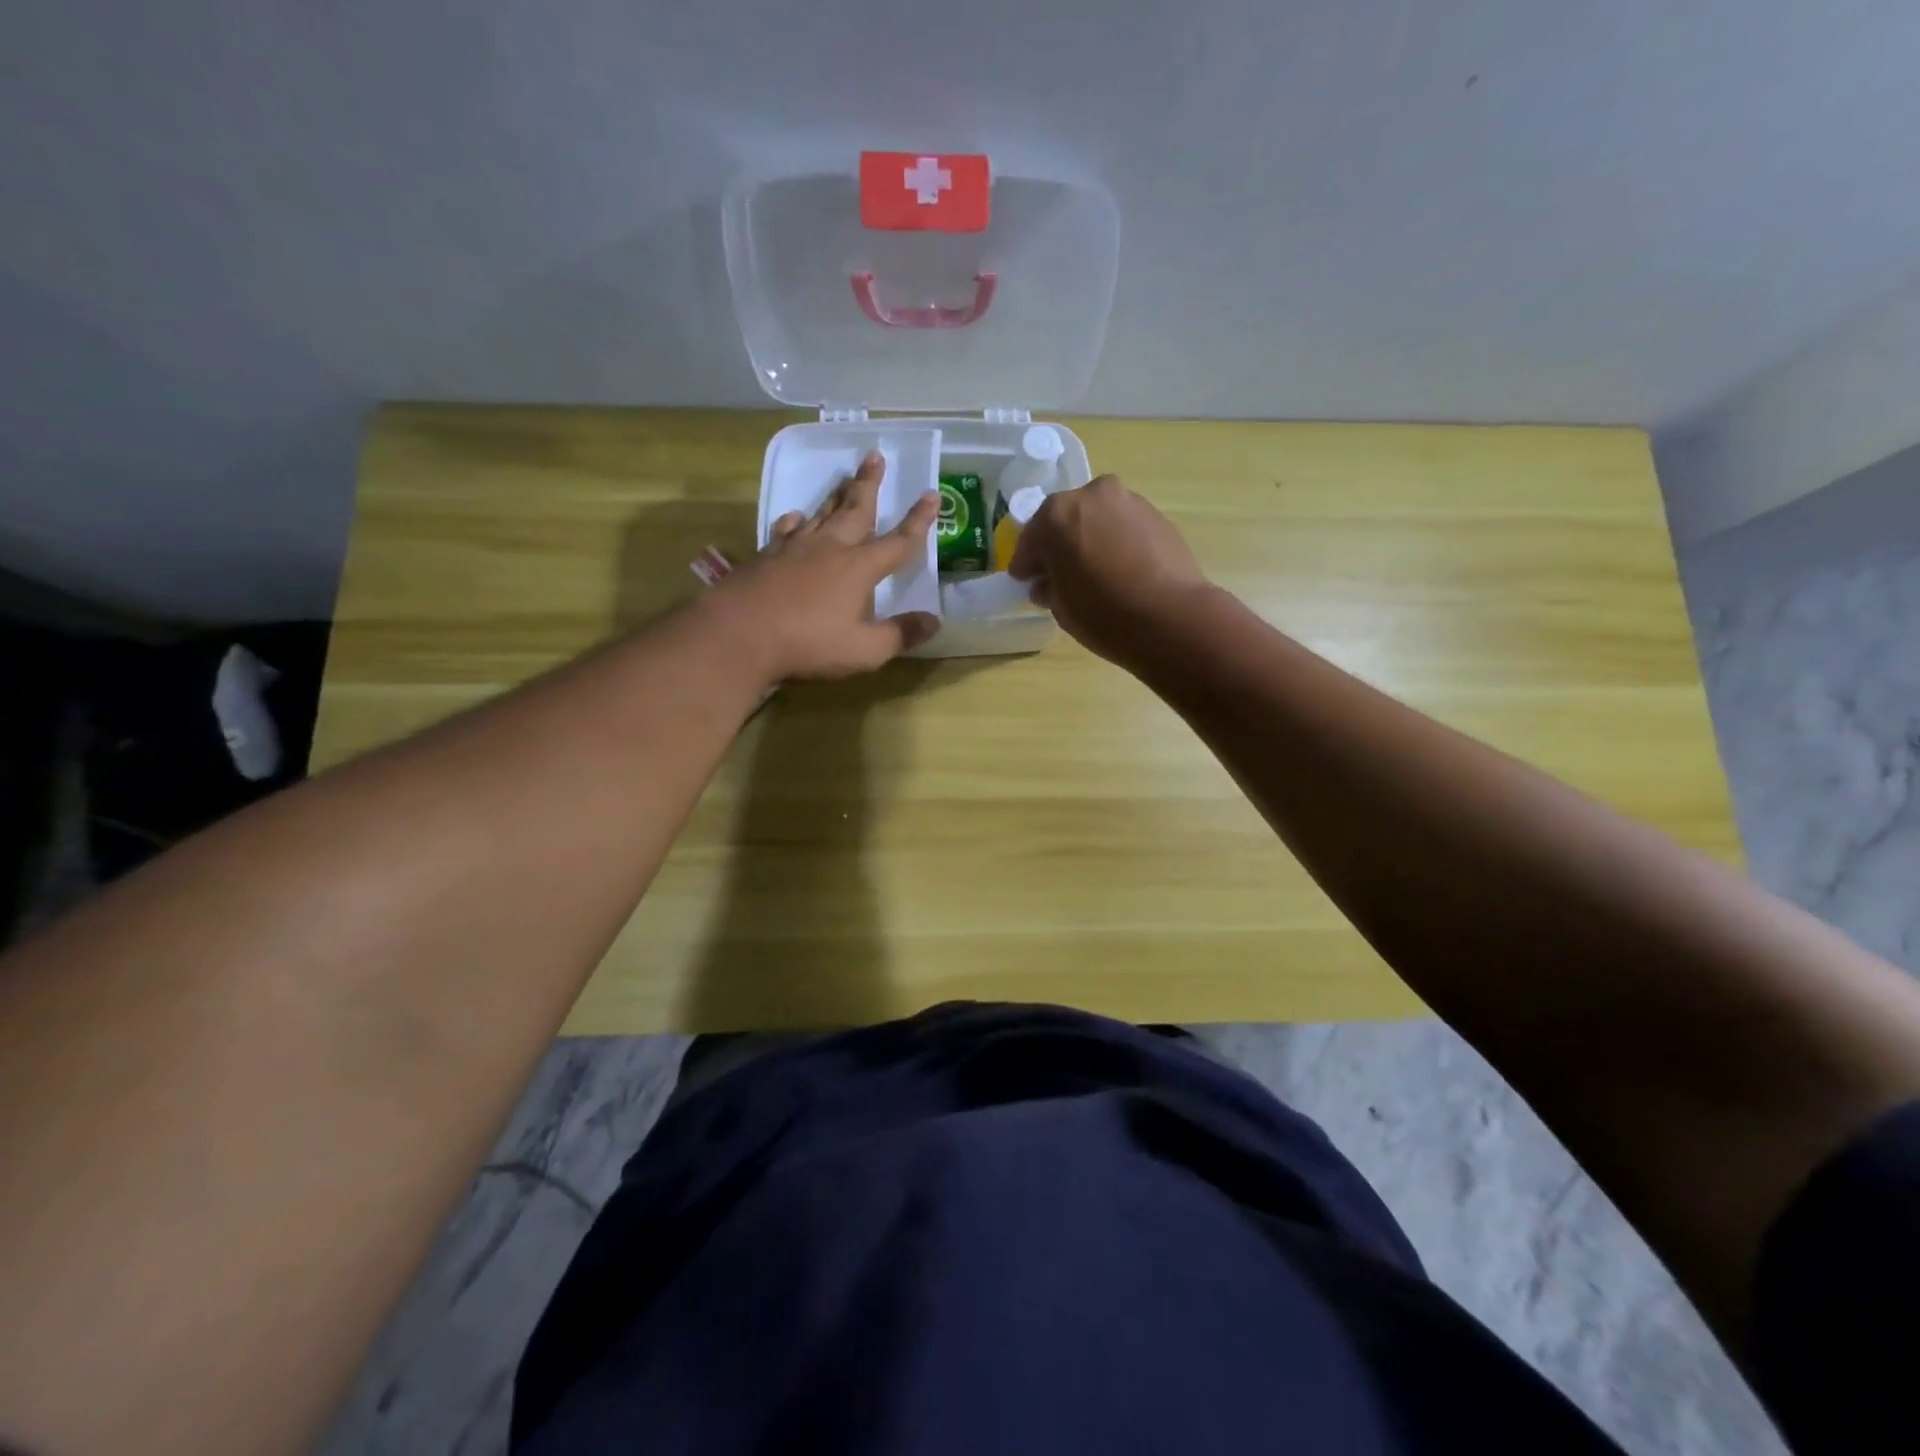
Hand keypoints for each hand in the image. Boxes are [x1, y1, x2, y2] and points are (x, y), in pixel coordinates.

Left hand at [714, 451, 939, 680]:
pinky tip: (795, 518)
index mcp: (858, 568)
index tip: (932, 495)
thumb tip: (934, 621)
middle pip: (855, 510)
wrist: (738, 634)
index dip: (918, 521)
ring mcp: (794, 549)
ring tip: (844, 478)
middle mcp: (829, 549)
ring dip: (836, 495)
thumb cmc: (808, 644)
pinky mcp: (766, 557)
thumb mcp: (865, 650)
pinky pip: (786, 530)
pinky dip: (796, 521)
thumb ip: (900, 634)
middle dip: (869, 484)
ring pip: (821, 513)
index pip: (898, 542)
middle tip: (875, 455)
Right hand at [1007, 474, 1212, 668]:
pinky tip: (1122, 570)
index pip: (1030, 539)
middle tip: (1061, 574)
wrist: (1171, 618)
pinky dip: (1117, 542)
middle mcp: (1092, 496)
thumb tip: (1049, 583)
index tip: (1026, 582)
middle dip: (1059, 545)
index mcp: (1057, 515)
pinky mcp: (1157, 515)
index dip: (1026, 564)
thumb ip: (1049, 587)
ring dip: (1090, 539)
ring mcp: (1129, 501)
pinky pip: (1124, 527)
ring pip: (1098, 519)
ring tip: (1096, 572)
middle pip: (1065, 520)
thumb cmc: (1103, 614)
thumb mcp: (1060, 607)